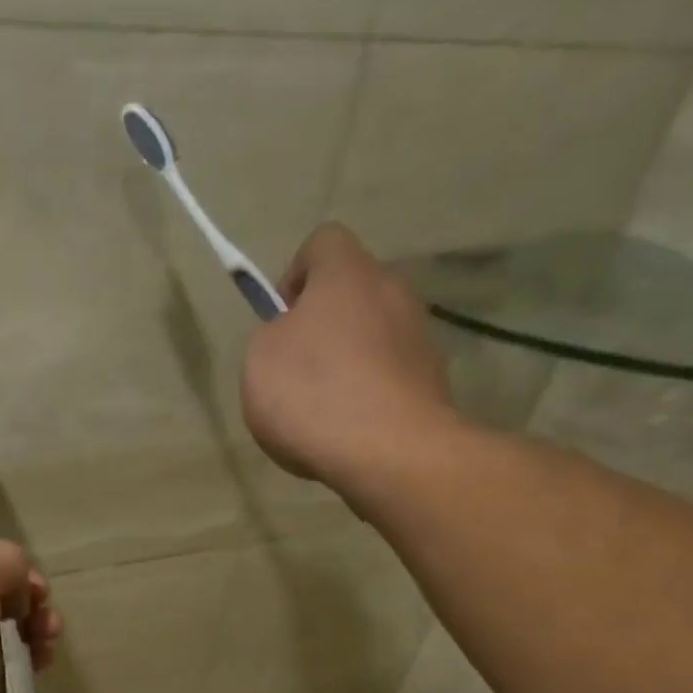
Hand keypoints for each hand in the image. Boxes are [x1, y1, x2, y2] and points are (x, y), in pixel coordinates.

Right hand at [241, 223, 462, 504]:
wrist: (388, 451)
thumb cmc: (313, 395)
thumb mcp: (259, 361)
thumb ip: (272, 336)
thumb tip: (291, 337)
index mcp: (346, 273)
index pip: (322, 242)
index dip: (294, 275)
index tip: (279, 319)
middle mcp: (392, 291)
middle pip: (352, 293)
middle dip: (323, 325)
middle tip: (295, 371)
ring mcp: (419, 336)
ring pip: (372, 337)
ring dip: (347, 363)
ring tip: (321, 413)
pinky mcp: (432, 381)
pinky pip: (388, 377)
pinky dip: (367, 397)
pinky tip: (348, 433)